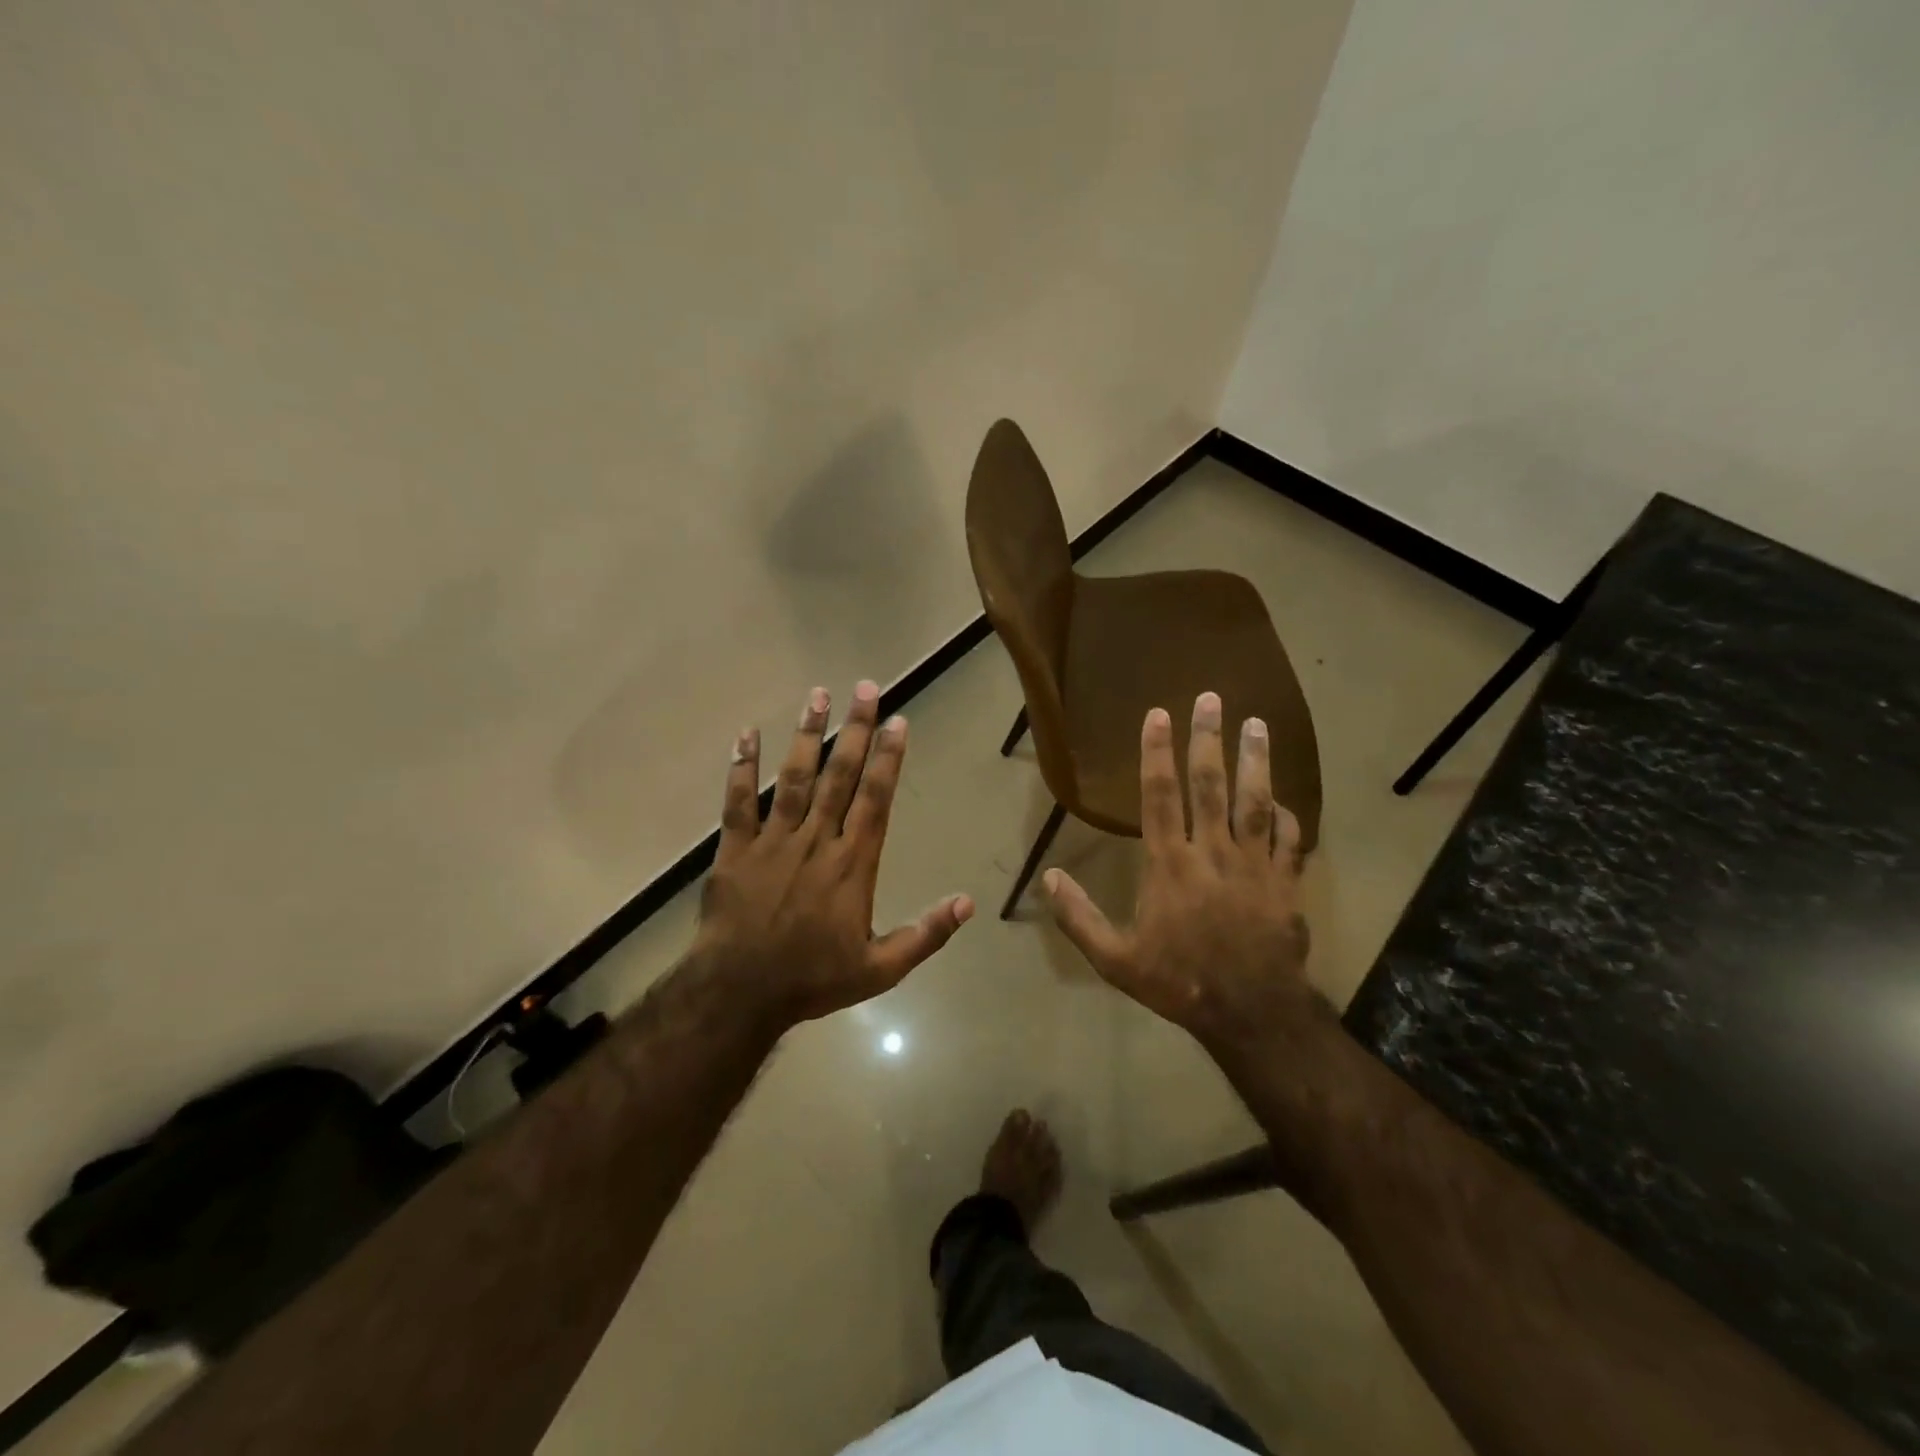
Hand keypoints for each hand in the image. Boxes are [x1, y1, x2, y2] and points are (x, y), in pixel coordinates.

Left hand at [692, 680, 973, 1030]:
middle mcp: (816, 840)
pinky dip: (741, 767)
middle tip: (865, 687)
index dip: (889, 758)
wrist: (740, 994)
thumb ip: (926, 934)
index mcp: (852, 863)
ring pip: (794, 778)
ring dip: (808, 735)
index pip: (876, 799)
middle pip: (840, 775)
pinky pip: (738, 802)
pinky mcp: (735, 849)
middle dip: (856, 730)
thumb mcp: (881, 968)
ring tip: (817, 695)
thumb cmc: (813, 980)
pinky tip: (746, 734)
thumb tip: (968, 903)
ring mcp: (773, 841)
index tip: (898, 720)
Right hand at [1042, 691, 1321, 1052]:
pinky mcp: (1286, 883)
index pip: (1160, 796)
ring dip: (1255, 760)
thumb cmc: (1178, 982)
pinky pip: (1289, 840)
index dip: (1157, 752)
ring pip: (1255, 801)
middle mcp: (1213, 852)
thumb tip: (1048, 880)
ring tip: (1258, 723)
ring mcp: (1255, 865)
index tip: (1160, 714)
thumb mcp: (1115, 960)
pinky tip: (1282, 799)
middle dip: (1209, 738)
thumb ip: (1080, 918)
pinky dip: (1286, 815)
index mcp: (1170, 864)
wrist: (1251, 1014)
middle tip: (1212, 698)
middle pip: (1210, 785)